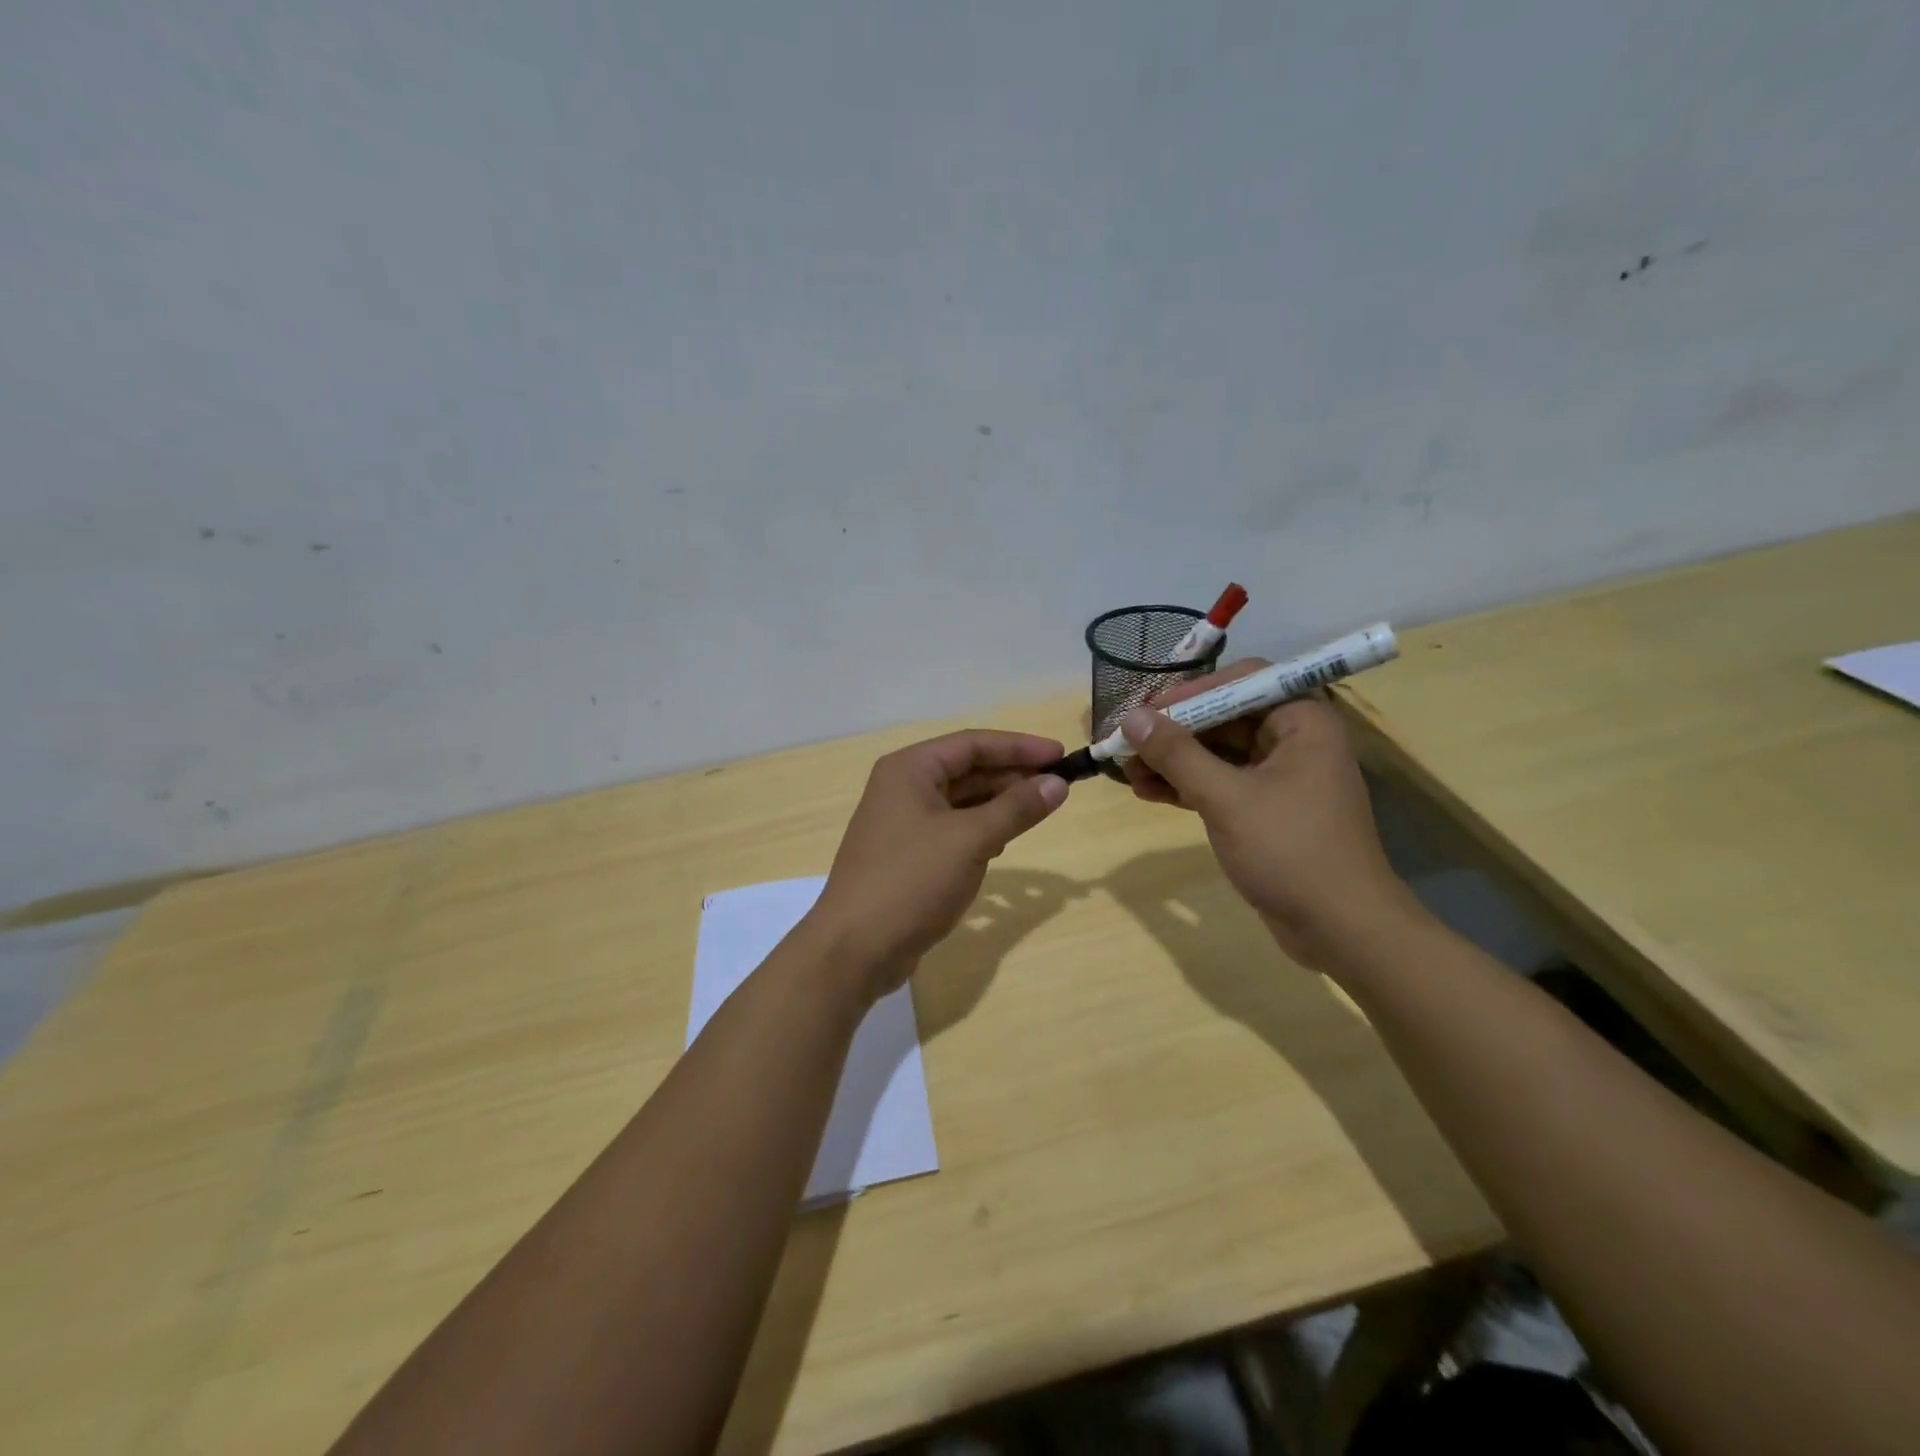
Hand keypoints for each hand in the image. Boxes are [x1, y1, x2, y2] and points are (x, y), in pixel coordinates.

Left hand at [807, 730, 1069, 1001]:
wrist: (855, 949)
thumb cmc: (911, 881)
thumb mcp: (970, 840)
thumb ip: (1016, 809)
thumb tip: (1058, 784)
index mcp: (910, 769)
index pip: (973, 744)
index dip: (1019, 747)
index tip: (1061, 755)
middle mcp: (903, 788)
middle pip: (967, 770)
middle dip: (1012, 776)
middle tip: (1058, 786)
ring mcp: (903, 823)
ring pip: (961, 802)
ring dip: (999, 804)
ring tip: (1039, 810)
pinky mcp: (908, 856)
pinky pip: (952, 830)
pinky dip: (981, 830)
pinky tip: (1004, 843)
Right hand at [1120, 663, 1420, 969]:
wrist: (1341, 929)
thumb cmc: (1289, 850)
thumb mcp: (1226, 798)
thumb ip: (1177, 754)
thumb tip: (1132, 718)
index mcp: (1301, 721)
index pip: (1241, 681)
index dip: (1190, 692)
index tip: (1146, 711)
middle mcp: (1295, 740)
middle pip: (1224, 717)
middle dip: (1174, 731)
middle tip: (1126, 743)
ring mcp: (1282, 777)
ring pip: (1218, 753)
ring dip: (1173, 761)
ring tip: (1127, 773)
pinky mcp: (1268, 810)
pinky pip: (1222, 784)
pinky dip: (1187, 786)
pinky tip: (1148, 792)